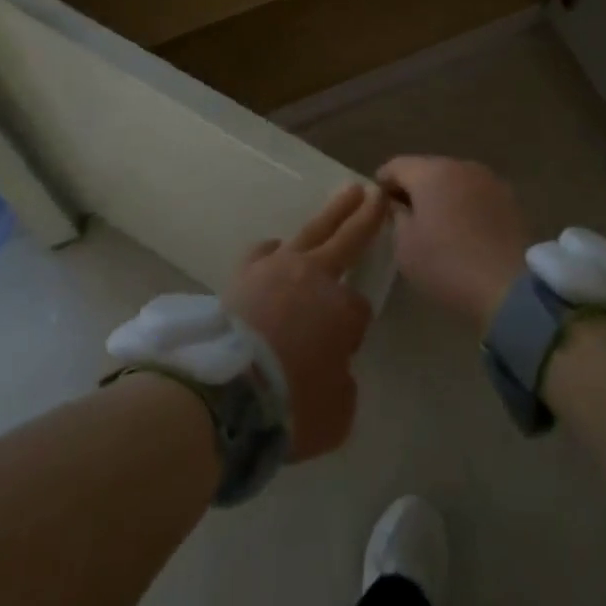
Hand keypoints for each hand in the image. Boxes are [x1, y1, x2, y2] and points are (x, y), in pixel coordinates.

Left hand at [223, 184, 386, 460]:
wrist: (228, 389)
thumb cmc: (291, 404)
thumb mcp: (337, 413)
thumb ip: (343, 382)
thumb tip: (332, 366)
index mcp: (343, 309)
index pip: (360, 310)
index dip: (354, 330)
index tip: (344, 350)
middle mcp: (314, 276)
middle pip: (347, 239)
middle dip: (365, 217)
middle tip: (377, 192)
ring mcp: (277, 267)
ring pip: (313, 230)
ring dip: (332, 213)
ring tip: (346, 194)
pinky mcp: (245, 271)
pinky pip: (266, 251)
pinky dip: (276, 250)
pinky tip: (279, 250)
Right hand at [376, 156, 528, 328]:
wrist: (510, 288)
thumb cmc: (447, 265)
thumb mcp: (405, 247)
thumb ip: (396, 217)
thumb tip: (398, 204)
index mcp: (430, 172)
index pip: (395, 166)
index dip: (382, 183)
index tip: (379, 205)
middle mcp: (459, 165)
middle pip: (426, 169)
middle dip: (414, 188)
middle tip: (406, 216)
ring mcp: (488, 179)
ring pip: (454, 180)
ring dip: (442, 195)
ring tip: (437, 225)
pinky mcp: (509, 198)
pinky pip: (476, 194)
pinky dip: (465, 205)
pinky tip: (464, 231)